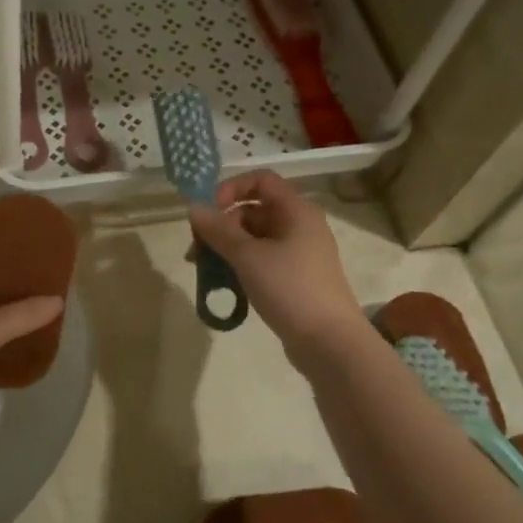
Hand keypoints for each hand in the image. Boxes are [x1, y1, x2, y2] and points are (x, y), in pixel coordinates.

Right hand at [189, 172, 367, 352]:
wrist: (329, 342)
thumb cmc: (290, 289)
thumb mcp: (248, 256)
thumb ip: (218, 230)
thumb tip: (193, 208)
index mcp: (296, 211)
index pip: (261, 180)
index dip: (231, 188)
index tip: (209, 211)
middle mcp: (300, 226)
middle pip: (254, 210)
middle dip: (222, 224)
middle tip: (196, 248)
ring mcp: (299, 253)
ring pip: (255, 238)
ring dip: (227, 247)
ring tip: (203, 269)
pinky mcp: (295, 277)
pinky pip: (262, 259)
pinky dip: (241, 265)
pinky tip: (224, 283)